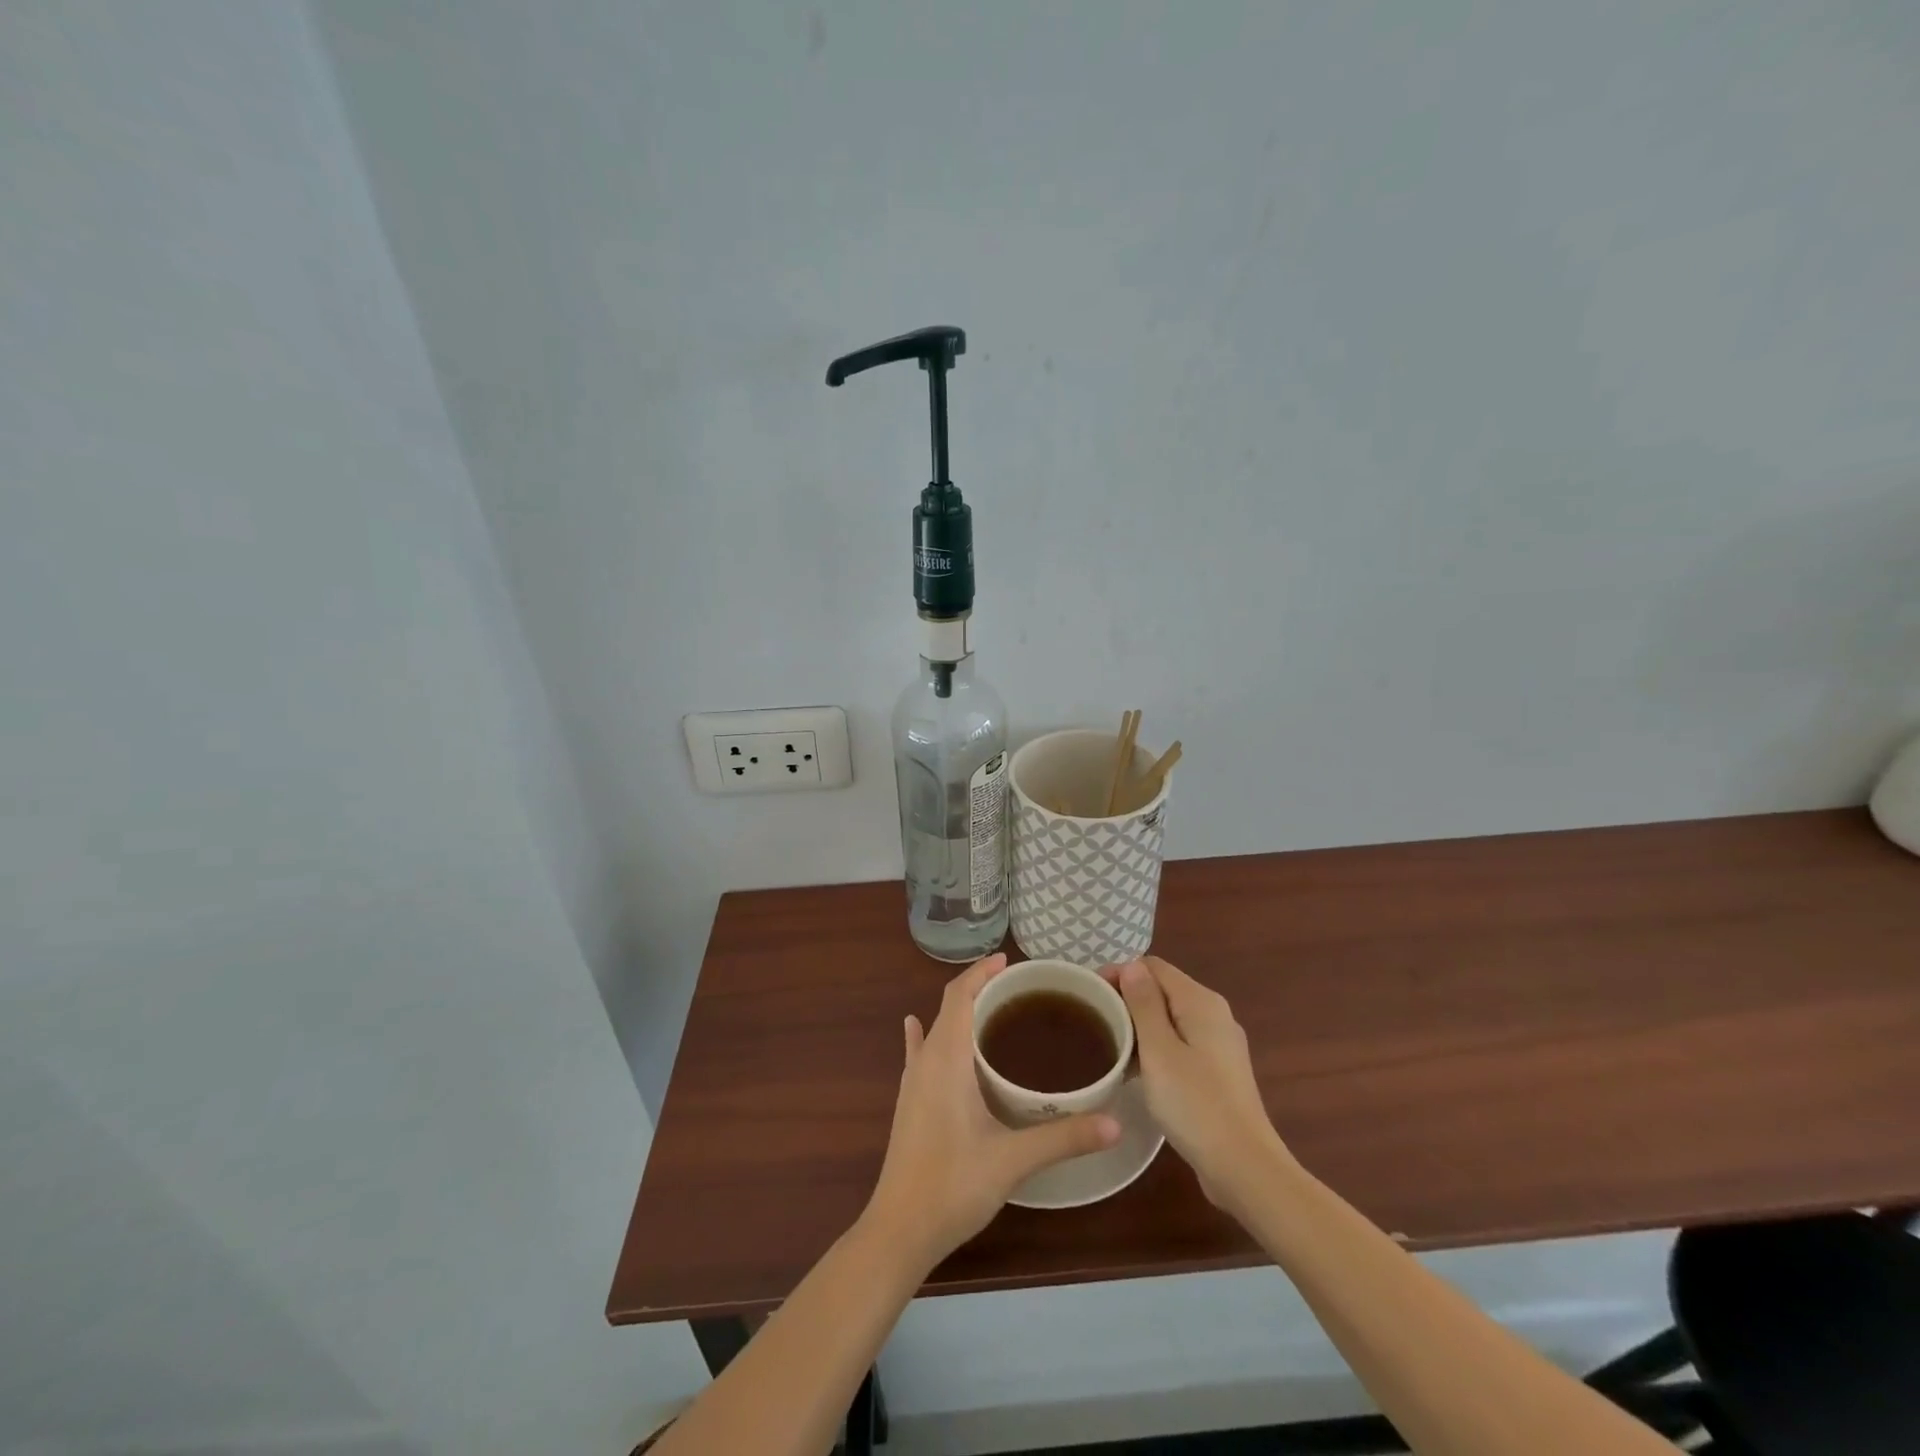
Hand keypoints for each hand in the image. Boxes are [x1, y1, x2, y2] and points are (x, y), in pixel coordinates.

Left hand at [864, 953, 1120, 1269]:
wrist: (899, 1230)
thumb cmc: (953, 1185)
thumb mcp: (1013, 1160)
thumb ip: (1063, 1138)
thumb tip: (1115, 1122)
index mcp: (946, 1059)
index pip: (959, 996)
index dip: (981, 973)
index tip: (1009, 961)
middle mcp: (925, 1060)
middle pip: (949, 1007)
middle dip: (978, 989)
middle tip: (1018, 989)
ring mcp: (912, 1082)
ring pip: (935, 1029)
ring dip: (960, 1012)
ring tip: (992, 1009)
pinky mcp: (908, 1102)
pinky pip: (918, 1053)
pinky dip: (926, 1034)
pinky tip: (917, 1027)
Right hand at [1105, 956, 1292, 1210]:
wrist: (1244, 1169)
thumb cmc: (1195, 1105)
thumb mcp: (1159, 1051)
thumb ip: (1144, 1003)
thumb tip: (1132, 965)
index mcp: (1201, 1002)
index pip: (1153, 967)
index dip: (1120, 973)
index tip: (1090, 995)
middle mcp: (1215, 1015)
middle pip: (1162, 990)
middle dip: (1127, 999)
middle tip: (1095, 1021)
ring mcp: (1220, 1045)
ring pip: (1170, 1018)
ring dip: (1139, 1026)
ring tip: (1108, 1045)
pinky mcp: (1219, 1072)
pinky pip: (1180, 1044)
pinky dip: (1156, 1048)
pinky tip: (1136, 1071)